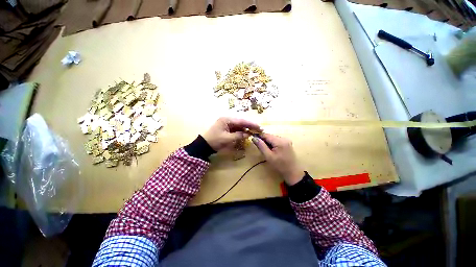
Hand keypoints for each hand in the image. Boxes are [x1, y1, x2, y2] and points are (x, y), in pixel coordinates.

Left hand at [202, 117, 260, 151]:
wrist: (204, 145)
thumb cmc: (215, 140)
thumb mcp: (227, 139)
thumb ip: (238, 136)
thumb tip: (248, 134)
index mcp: (227, 120)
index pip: (241, 121)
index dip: (251, 124)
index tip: (259, 127)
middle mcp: (227, 120)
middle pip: (241, 122)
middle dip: (250, 126)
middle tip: (259, 129)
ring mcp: (227, 124)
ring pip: (239, 125)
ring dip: (246, 129)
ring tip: (254, 132)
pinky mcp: (227, 128)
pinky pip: (236, 129)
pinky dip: (241, 131)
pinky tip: (246, 134)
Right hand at [252, 133, 304, 185]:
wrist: (292, 172)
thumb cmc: (279, 165)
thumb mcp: (268, 156)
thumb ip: (261, 146)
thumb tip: (254, 138)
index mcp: (279, 141)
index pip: (266, 135)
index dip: (259, 136)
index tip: (253, 139)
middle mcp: (284, 138)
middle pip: (270, 136)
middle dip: (264, 140)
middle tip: (259, 147)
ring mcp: (286, 140)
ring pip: (273, 138)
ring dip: (268, 142)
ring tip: (266, 150)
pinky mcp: (287, 143)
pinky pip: (277, 140)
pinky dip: (272, 143)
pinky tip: (271, 150)